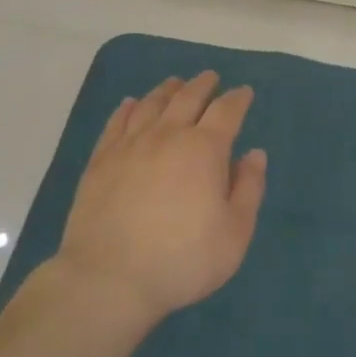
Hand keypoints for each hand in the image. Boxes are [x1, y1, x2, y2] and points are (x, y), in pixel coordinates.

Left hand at [51, 72, 266, 324]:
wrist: (109, 279)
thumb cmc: (182, 260)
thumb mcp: (234, 233)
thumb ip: (248, 189)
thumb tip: (254, 154)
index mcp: (204, 149)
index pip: (226, 111)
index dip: (238, 99)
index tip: (244, 92)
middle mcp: (167, 136)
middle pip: (187, 98)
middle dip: (203, 85)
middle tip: (211, 77)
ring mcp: (129, 146)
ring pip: (151, 104)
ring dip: (168, 90)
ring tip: (176, 83)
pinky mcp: (101, 160)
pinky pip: (117, 122)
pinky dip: (129, 108)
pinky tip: (132, 104)